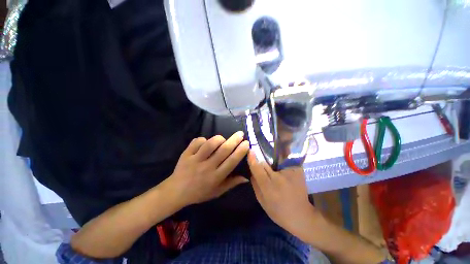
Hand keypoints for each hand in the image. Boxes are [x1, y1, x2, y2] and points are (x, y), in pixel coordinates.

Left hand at [169, 131, 249, 206]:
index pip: (231, 161)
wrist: (176, 192)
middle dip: (234, 140)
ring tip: (222, 139)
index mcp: (216, 177)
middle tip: (240, 133)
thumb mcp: (217, 191)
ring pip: (210, 144)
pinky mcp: (186, 154)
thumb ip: (232, 183)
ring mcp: (195, 159)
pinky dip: (203, 139)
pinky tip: (205, 143)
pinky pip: (197, 141)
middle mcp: (207, 167)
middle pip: (223, 150)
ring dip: (219, 139)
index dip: (240, 151)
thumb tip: (246, 177)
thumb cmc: (199, 193)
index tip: (246, 143)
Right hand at [247, 151, 316, 240]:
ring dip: (272, 165)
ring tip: (276, 173)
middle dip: (262, 165)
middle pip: (265, 164)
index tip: (250, 151)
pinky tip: (284, 172)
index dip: (252, 159)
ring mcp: (290, 172)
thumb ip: (255, 185)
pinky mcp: (298, 170)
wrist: (301, 216)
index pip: (257, 168)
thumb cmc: (279, 212)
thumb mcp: (262, 201)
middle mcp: (279, 177)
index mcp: (269, 187)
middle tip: (265, 172)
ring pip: (274, 162)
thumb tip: (251, 172)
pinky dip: (282, 163)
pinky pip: (285, 162)